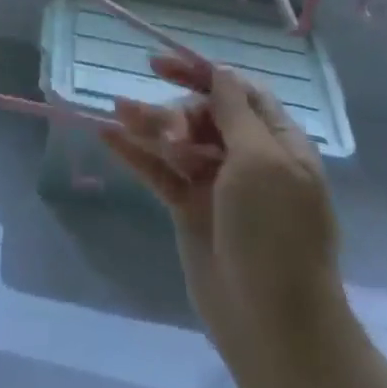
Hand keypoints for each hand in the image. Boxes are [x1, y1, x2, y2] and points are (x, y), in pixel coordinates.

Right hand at [102, 56, 341, 346]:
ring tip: (117, 110)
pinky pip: (160, 171)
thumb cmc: (275, 233)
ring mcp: (217, 186)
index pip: (238, 92)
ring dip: (149, 124)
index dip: (201, 74)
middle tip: (164, 130)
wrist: (274, 323)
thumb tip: (221, 71)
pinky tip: (108, 135)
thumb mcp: (261, 161)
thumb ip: (235, 112)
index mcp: (278, 143)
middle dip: (177, 110)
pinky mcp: (190, 209)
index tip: (160, 65)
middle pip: (205, 115)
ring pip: (178, 141)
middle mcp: (248, 159)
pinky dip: (137, 153)